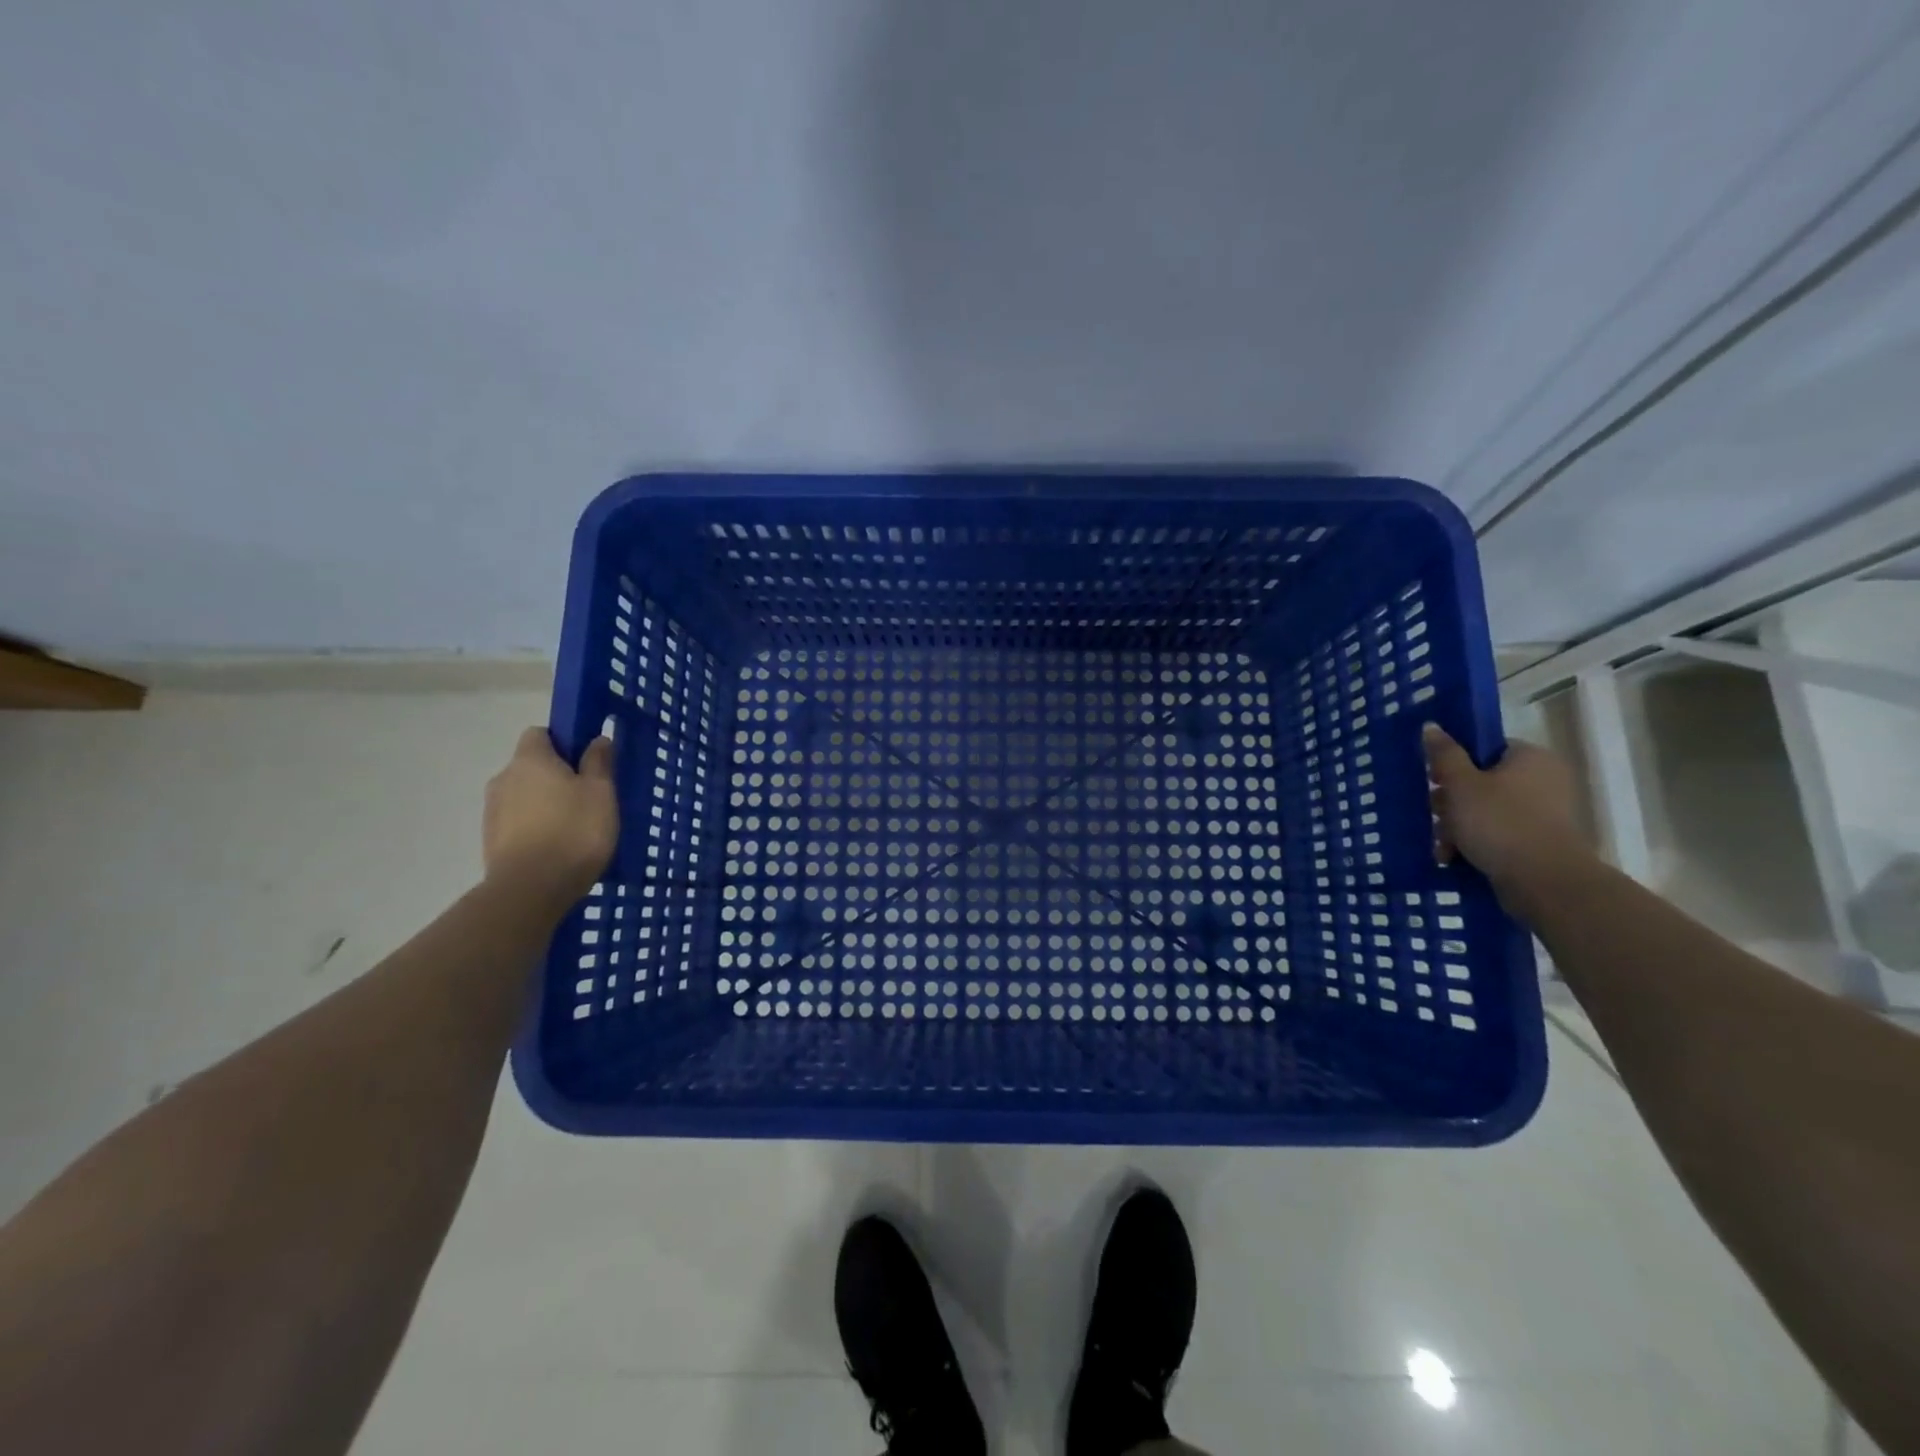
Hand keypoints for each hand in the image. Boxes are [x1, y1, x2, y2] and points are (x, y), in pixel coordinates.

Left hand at [483, 728, 617, 909]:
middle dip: (555, 777)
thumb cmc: (574, 831)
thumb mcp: (601, 792)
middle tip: (587, 798)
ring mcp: (492, 811)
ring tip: (574, 829)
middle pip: (531, 767)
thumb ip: (599, 762)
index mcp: (530, 759)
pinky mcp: (490, 841)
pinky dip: (535, 829)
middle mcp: (504, 778)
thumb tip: (597, 739)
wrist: (531, 889)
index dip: (563, 742)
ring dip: (545, 805)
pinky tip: (557, 849)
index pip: (540, 734)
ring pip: (524, 796)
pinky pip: (518, 823)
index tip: (586, 761)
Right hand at [1423, 724, 1591, 906]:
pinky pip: (1498, 833)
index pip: (1485, 749)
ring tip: (1442, 845)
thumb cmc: (1499, 822)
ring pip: (1485, 810)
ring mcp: (1544, 813)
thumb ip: (1444, 755)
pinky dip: (1474, 843)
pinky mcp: (1539, 842)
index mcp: (1530, 758)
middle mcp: (1543, 780)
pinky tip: (1453, 857)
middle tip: (1435, 816)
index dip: (1454, 763)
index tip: (1433, 780)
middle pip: (1481, 781)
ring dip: (1456, 826)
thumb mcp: (1461, 784)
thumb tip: (1431, 725)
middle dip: (1450, 802)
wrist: (1544, 881)